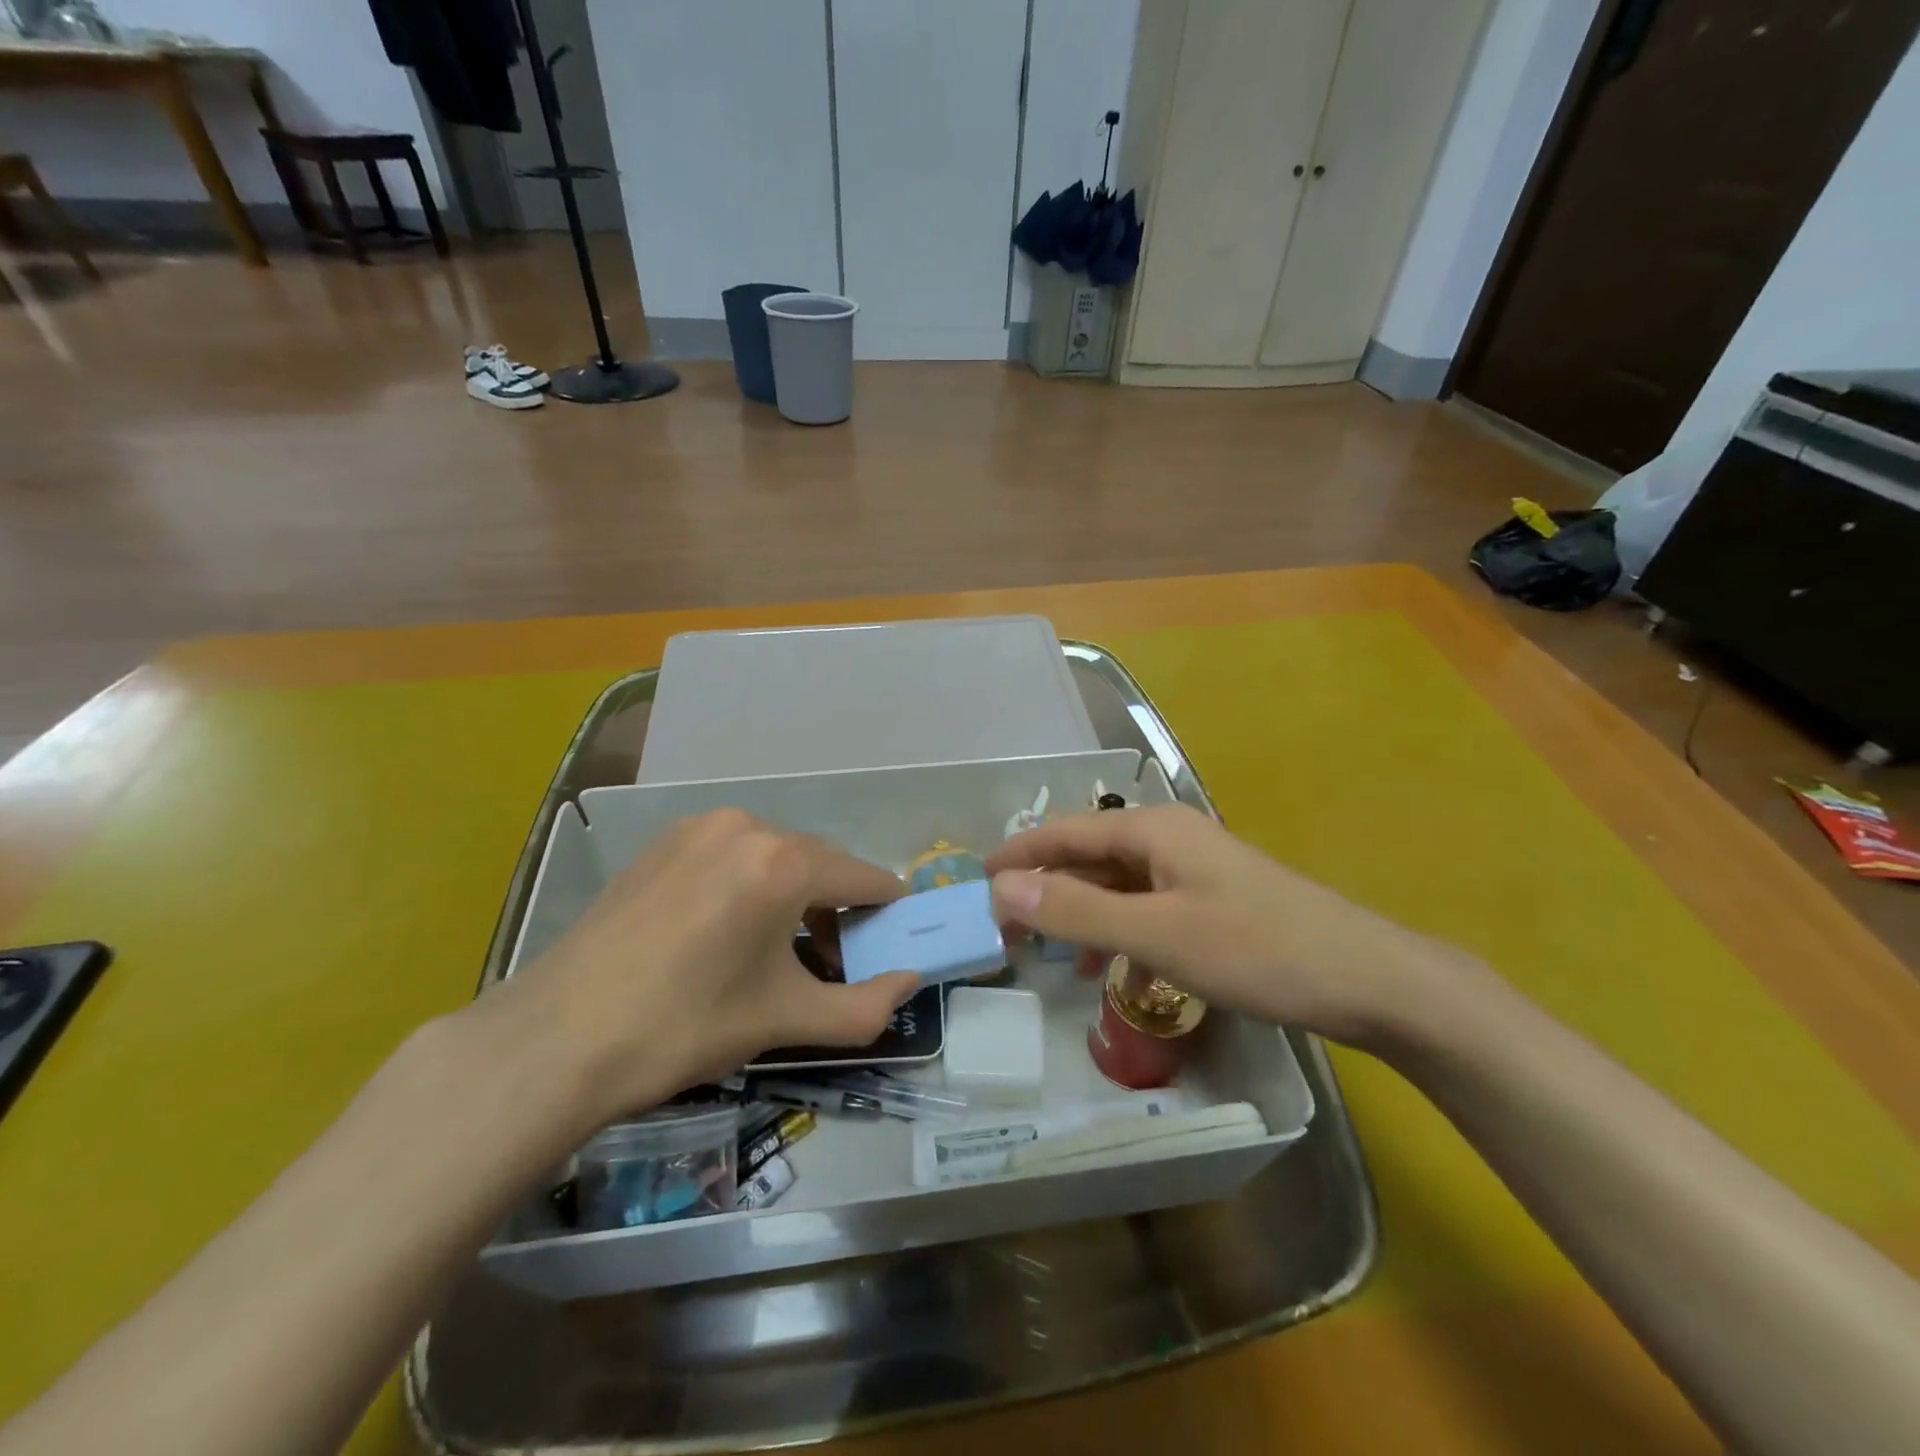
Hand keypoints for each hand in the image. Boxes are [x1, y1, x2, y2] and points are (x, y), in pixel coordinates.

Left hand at [490, 809, 917, 1124]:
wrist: (556, 1038)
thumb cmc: (684, 1026)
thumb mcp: (783, 1020)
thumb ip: (863, 1006)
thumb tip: (910, 982)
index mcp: (784, 863)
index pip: (863, 877)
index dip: (887, 908)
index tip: (894, 936)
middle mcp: (747, 827)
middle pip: (819, 863)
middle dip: (837, 907)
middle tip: (833, 960)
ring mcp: (699, 828)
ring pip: (774, 856)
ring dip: (793, 893)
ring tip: (778, 949)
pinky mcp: (664, 841)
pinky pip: (731, 854)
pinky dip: (750, 883)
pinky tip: (727, 929)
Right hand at [986, 803, 1453, 1046]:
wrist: (1370, 981)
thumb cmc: (1257, 950)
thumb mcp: (1157, 934)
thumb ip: (1078, 911)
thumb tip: (1003, 888)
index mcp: (1153, 830)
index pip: (1067, 832)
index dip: (1020, 854)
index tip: (977, 877)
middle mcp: (1171, 839)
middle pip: (1091, 857)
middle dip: (1049, 890)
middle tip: (1007, 927)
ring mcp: (1197, 872)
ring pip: (1121, 887)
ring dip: (1085, 915)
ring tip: (1051, 954)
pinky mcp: (1216, 904)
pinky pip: (1151, 911)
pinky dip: (1126, 936)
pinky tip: (1121, 976)